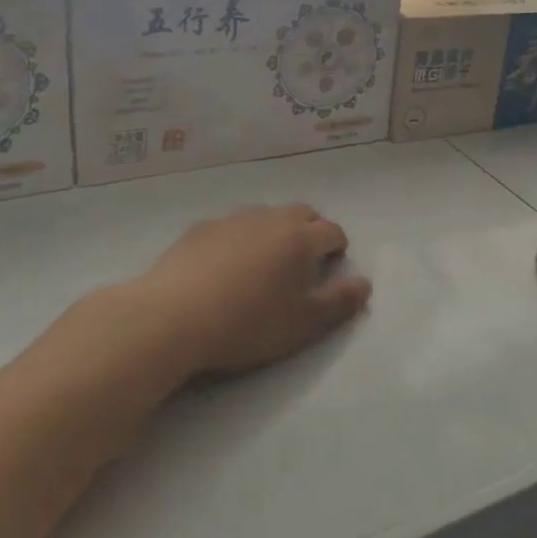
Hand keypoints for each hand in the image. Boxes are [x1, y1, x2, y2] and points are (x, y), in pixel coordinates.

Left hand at [69, 204, 371, 390]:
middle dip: (310, 232)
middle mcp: (271, 219)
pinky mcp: (199, 229)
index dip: (337, 250)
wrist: (171, 318)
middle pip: (302, 214)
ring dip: (274, 233)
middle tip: (301, 265)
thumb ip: (341, 302)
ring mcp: (233, 220)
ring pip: (265, 217)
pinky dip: (239, 240)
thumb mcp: (305, 323)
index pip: (333, 231)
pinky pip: (231, 227)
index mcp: (302, 238)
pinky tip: (223, 269)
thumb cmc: (248, 323)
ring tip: (262, 266)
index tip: (329, 271)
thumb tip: (365, 283)